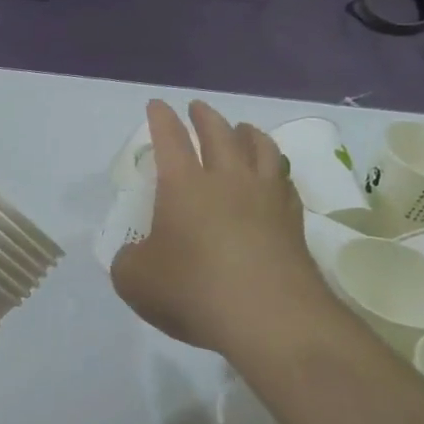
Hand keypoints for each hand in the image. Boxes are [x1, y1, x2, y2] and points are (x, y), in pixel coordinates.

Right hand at [110, 100, 332, 354]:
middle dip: (205, 117)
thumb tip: (138, 255)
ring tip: (243, 129)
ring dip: (248, 133)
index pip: (170, 140)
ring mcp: (266, 198)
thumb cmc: (192, 291)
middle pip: (219, 134)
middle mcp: (227, 181)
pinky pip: (285, 180)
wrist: (269, 319)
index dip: (161, 119)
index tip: (157, 105)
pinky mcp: (293, 222)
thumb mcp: (135, 281)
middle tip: (197, 108)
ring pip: (261, 149)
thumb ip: (130, 261)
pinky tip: (274, 175)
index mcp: (184, 187)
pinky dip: (276, 168)